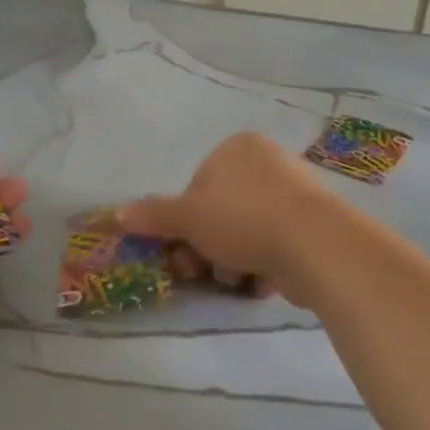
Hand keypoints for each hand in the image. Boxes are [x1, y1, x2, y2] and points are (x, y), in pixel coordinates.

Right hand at [117, 133, 323, 303]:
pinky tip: (262, 281)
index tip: (182, 248)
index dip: (185, 221)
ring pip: (246, 233)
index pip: (197, 186)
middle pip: (221, 212)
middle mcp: (268, 163)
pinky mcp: (314, 226)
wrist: (314, 244)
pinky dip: (264, 265)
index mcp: (238, 148)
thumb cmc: (243, 219)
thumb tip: (115, 214)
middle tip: (200, 271)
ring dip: (233, 260)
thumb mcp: (188, 217)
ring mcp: (295, 194)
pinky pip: (275, 246)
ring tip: (237, 278)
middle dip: (207, 246)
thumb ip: (153, 216)